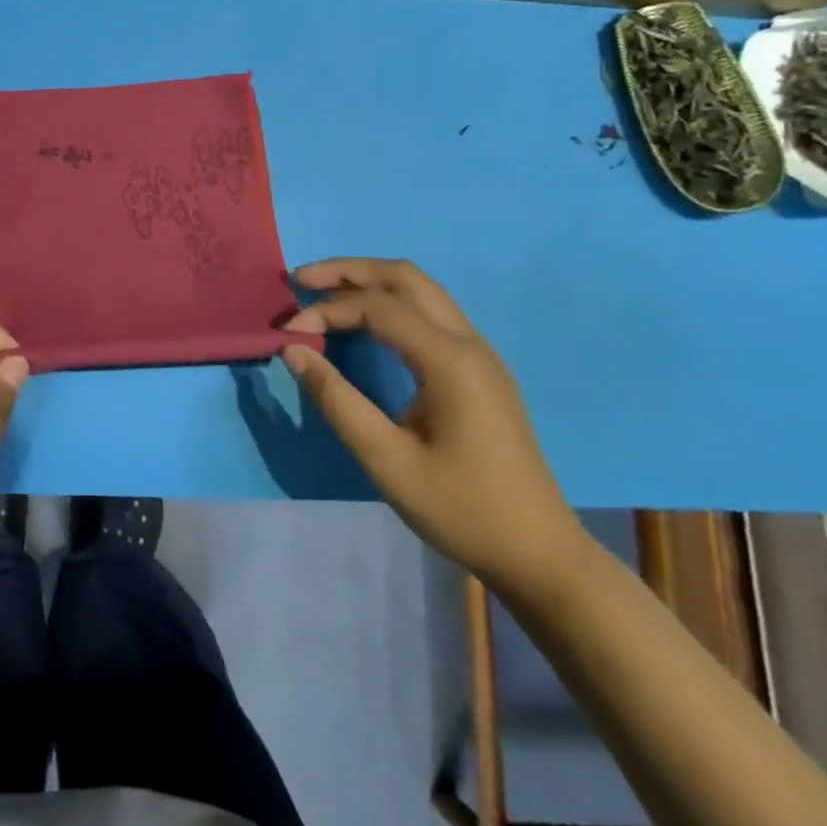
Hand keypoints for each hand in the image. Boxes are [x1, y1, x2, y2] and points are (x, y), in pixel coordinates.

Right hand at [282, 258, 586, 598]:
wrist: (539, 554)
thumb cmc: (461, 509)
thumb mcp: (386, 460)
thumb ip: (336, 399)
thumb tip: (292, 349)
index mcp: (450, 360)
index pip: (377, 306)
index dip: (326, 311)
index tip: (287, 335)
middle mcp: (469, 342)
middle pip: (405, 277)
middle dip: (349, 270)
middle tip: (301, 280)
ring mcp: (480, 354)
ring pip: (422, 290)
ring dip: (371, 282)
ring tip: (325, 292)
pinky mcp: (480, 369)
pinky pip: (431, 313)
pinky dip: (391, 302)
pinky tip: (367, 323)